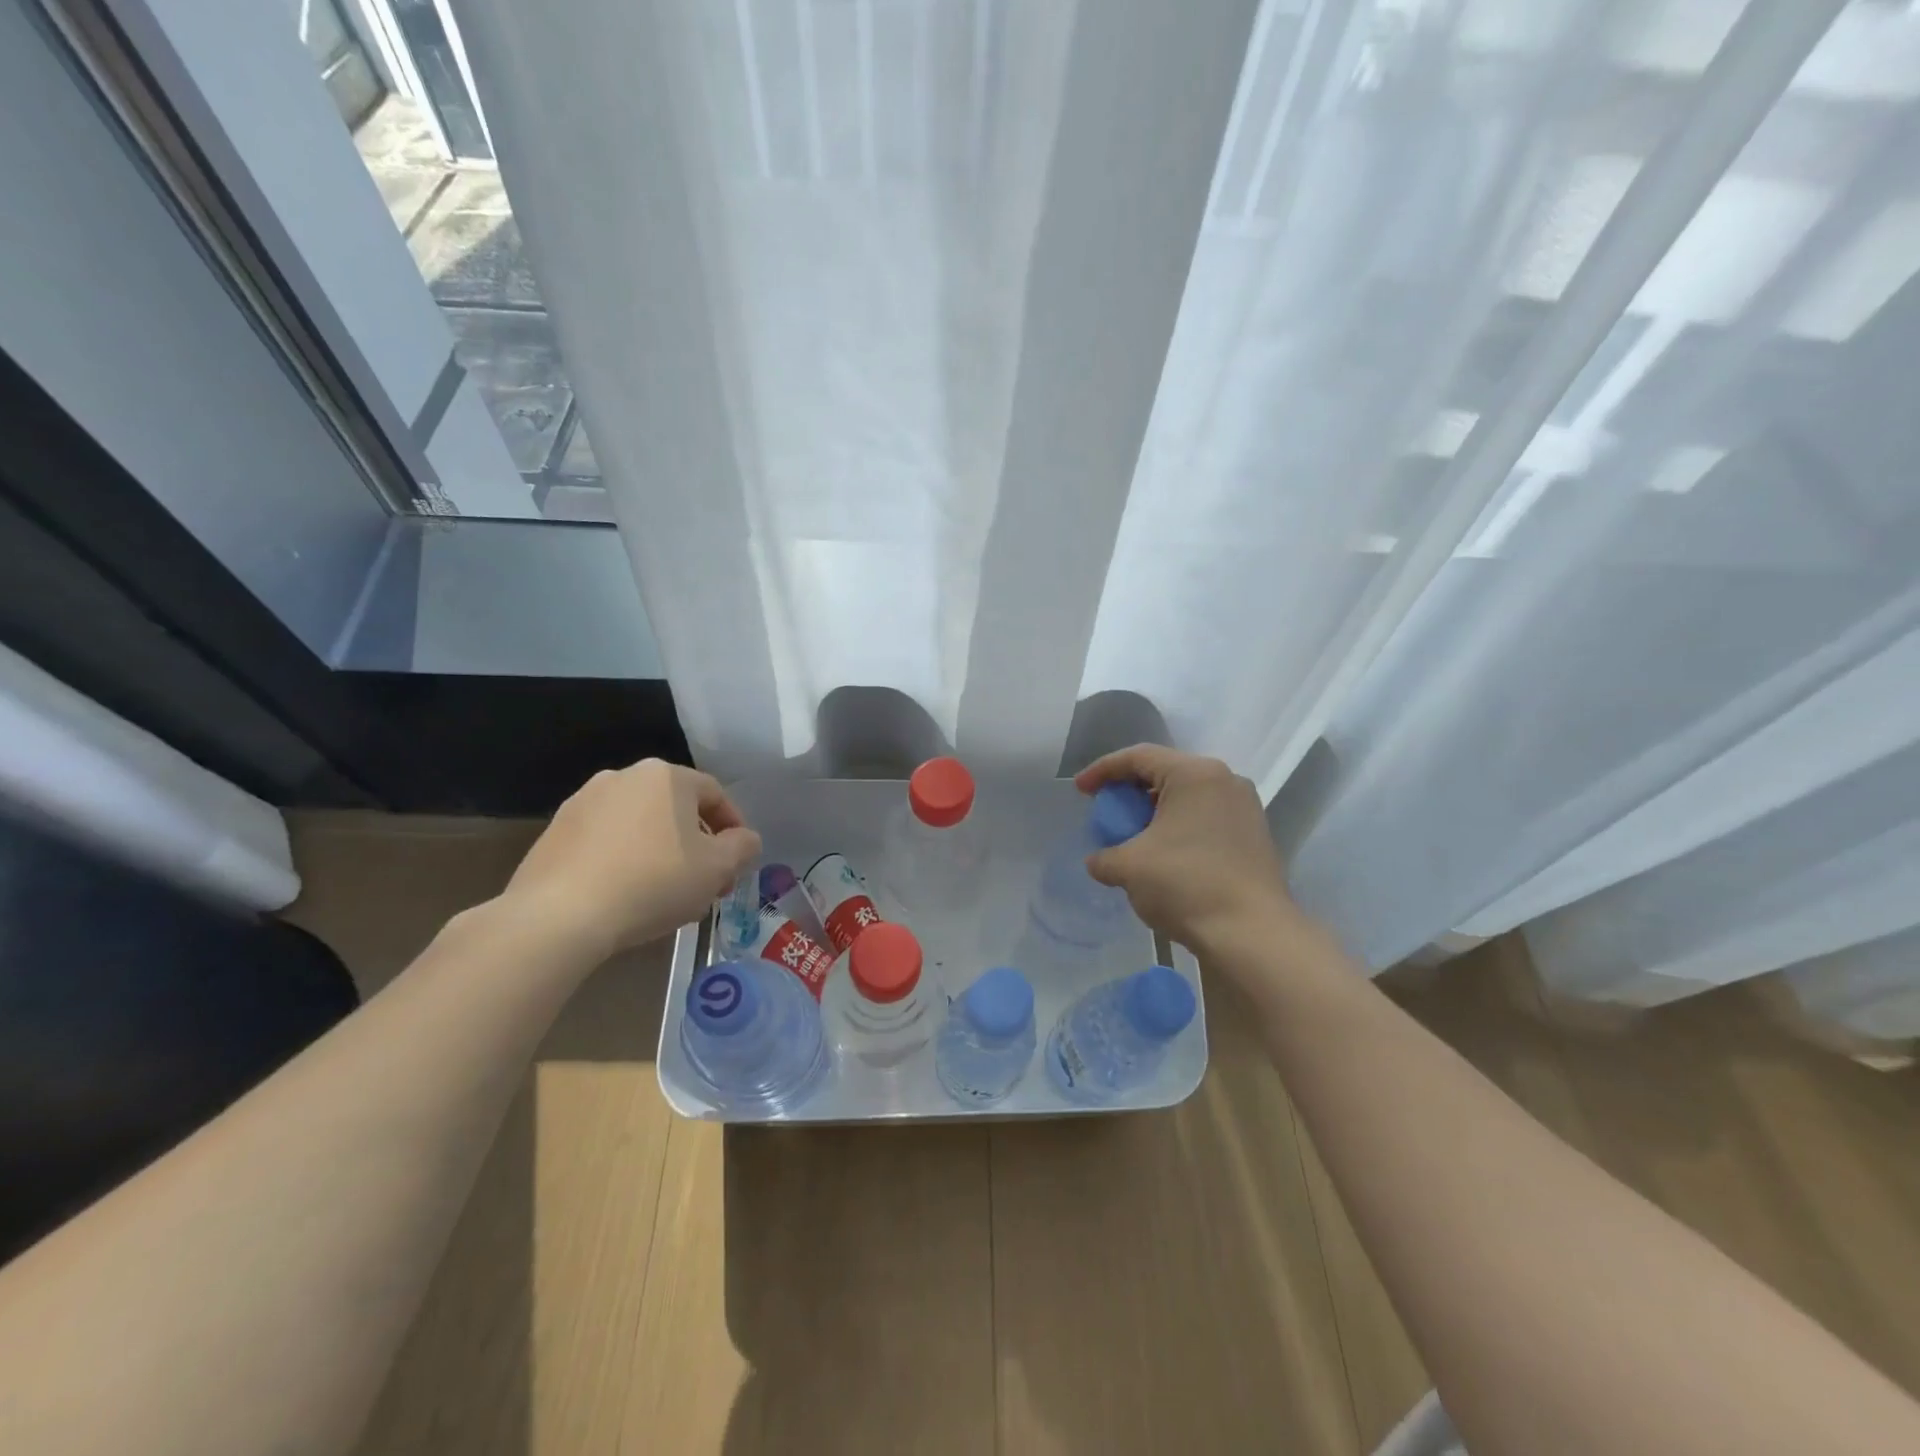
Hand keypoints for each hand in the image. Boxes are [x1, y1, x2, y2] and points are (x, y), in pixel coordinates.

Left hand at [502, 759, 760, 959]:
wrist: (558, 915)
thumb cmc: (652, 882)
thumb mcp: (717, 869)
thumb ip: (742, 847)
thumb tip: (744, 840)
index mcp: (666, 776)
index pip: (715, 794)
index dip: (734, 828)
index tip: (738, 861)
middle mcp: (623, 777)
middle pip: (676, 809)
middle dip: (698, 844)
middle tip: (708, 883)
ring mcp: (583, 802)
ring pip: (641, 825)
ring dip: (662, 852)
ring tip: (668, 894)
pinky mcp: (555, 832)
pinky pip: (606, 842)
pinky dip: (625, 860)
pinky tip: (628, 895)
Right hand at [1076, 745, 1309, 962]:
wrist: (1252, 935)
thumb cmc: (1186, 885)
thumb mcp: (1128, 867)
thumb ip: (1103, 856)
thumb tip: (1099, 861)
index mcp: (1194, 774)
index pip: (1138, 757)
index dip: (1102, 770)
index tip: (1080, 791)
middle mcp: (1224, 780)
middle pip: (1165, 773)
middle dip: (1129, 791)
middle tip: (1106, 812)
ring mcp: (1245, 807)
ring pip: (1187, 797)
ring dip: (1154, 811)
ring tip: (1133, 836)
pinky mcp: (1254, 835)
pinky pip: (1205, 817)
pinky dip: (1178, 827)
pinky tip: (1164, 854)